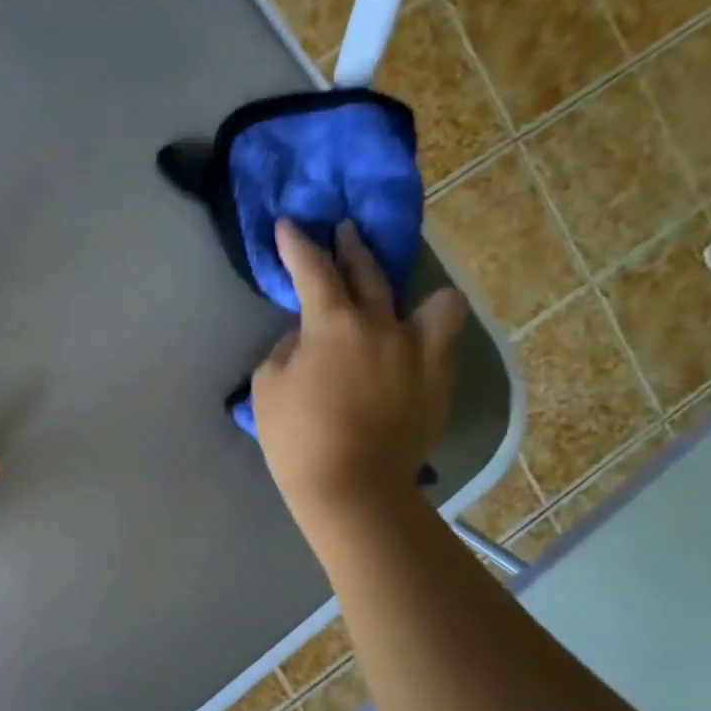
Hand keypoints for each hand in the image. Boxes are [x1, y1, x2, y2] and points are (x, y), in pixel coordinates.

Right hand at [252, 219, 469, 526]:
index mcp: (334, 324)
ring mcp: (420, 351)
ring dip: (416, 294)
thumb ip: (285, 350)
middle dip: (351, 247)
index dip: (297, 244)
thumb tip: (303, 338)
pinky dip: (426, 335)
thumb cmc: (297, 436)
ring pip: (435, 301)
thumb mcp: (268, 387)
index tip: (289, 224)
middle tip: (343, 232)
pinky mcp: (440, 380)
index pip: (313, 269)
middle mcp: (384, 324)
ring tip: (403, 303)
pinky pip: (442, 341)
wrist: (352, 486)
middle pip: (370, 271)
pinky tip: (410, 347)